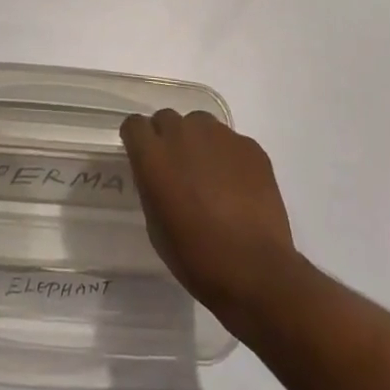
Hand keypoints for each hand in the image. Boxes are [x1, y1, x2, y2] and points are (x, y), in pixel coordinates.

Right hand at [121, 109, 298, 328]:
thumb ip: (152, 187)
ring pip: (200, 124)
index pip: (134, 125)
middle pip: (167, 119)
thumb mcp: (156, 226)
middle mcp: (183, 134)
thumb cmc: (196, 257)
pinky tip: (238, 187)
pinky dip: (228, 157)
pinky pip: (230, 141)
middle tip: (178, 168)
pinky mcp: (249, 145)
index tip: (144, 156)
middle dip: (168, 138)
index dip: (138, 140)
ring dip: (198, 142)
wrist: (254, 270)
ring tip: (211, 176)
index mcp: (154, 156)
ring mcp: (219, 135)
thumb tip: (159, 175)